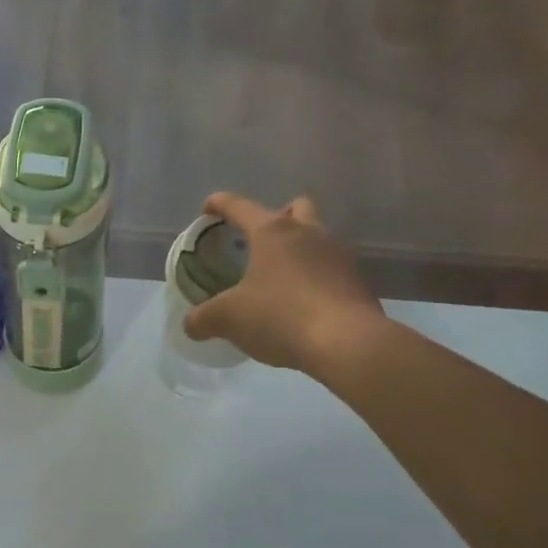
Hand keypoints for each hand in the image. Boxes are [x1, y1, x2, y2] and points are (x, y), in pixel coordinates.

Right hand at [184, 192, 387, 375]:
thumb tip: (191, 324)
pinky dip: (314, 278)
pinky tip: (301, 304)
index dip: (219, 204)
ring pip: (316, 237)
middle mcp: (309, 233)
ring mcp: (338, 255)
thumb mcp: (228, 319)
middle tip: (258, 242)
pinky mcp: (357, 281)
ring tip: (278, 278)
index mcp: (273, 231)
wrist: (347, 343)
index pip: (239, 206)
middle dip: (276, 217)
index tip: (208, 209)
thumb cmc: (280, 316)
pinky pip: (330, 269)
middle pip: (294, 207)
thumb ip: (203, 318)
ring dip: (298, 249)